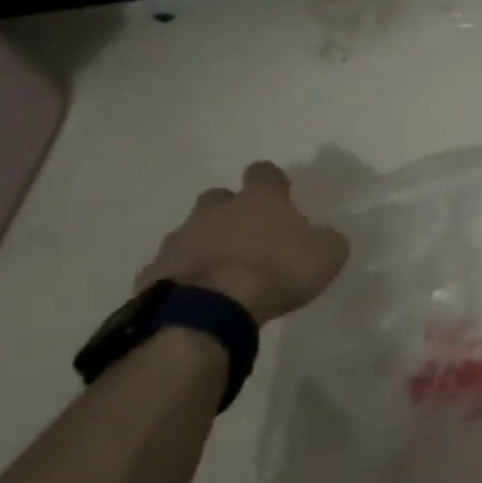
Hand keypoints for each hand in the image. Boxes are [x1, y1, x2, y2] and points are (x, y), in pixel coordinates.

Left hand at [136, 161, 348, 324]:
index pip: (264, 172)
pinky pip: (172, 267)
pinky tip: (198, 295)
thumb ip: (326, 239)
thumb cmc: (276, 272)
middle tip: (248, 236)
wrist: (209, 310)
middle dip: (231, 211)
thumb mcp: (326, 255)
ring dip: (206, 244)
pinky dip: (185, 275)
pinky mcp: (155, 271)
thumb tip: (322, 235)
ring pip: (192, 232)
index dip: (273, 182)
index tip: (281, 197)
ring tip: (223, 272)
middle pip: (220, 198)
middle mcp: (216, 210)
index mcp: (260, 199)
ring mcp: (180, 238)